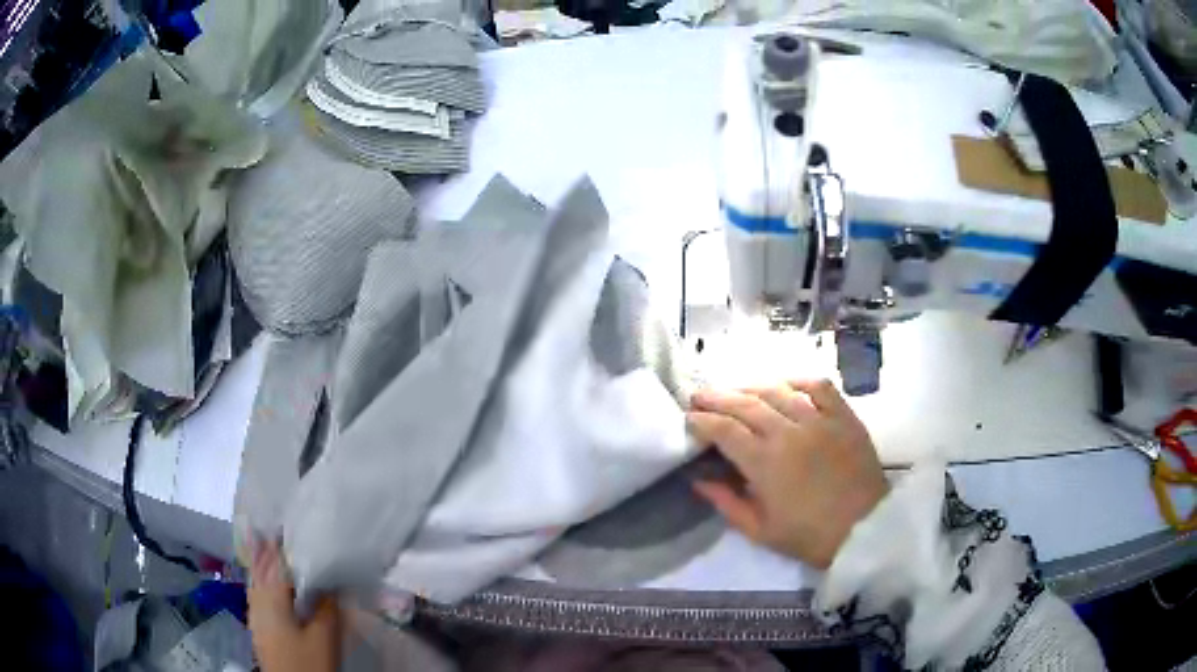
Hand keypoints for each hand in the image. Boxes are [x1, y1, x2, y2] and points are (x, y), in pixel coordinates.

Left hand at [248, 537, 340, 671]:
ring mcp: (254, 612)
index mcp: (272, 597)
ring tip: (265, 541)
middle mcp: (257, 599)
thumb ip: (326, 604)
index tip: (291, 524)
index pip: (276, 562)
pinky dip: (259, 577)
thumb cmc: (308, 660)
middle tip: (276, 526)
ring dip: (261, 560)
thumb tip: (331, 578)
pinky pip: (255, 590)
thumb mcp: (324, 635)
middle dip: (267, 547)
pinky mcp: (257, 624)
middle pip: (260, 567)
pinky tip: (263, 578)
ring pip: (255, 578)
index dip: (282, 543)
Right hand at [687, 380, 888, 568]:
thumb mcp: (760, 530)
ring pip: (778, 391)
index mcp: (764, 463)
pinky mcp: (843, 417)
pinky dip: (799, 381)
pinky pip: (819, 387)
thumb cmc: (808, 536)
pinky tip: (786, 385)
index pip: (724, 430)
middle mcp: (789, 432)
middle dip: (718, 397)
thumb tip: (698, 479)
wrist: (864, 530)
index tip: (689, 417)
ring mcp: (819, 420)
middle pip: (746, 404)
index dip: (702, 420)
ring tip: (736, 390)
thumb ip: (726, 502)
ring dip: (751, 387)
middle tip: (700, 395)